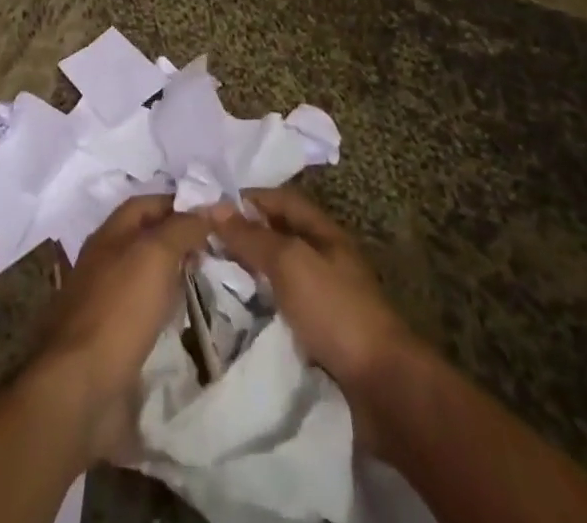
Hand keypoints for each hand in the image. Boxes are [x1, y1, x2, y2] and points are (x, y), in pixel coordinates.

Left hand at [30, 194, 209, 463]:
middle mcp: (105, 262)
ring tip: (210, 281)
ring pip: (148, 277)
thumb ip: (184, 227)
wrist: (80, 387)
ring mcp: (107, 303)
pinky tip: (186, 319)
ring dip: (175, 276)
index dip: (181, 204)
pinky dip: (167, 311)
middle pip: (148, 239)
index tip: (216, 216)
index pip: (149, 204)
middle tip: (219, 250)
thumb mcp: (156, 254)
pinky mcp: (113, 340)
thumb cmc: (119, 309)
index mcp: (109, 234)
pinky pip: (146, 313)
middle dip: (181, 240)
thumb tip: (213, 206)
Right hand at [210, 187, 415, 396]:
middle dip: (244, 237)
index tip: (209, 209)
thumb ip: (252, 236)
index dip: (248, 199)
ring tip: (211, 278)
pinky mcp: (321, 337)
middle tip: (203, 244)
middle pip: (279, 237)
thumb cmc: (335, 310)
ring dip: (250, 276)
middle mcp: (325, 260)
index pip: (281, 200)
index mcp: (324, 233)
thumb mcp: (290, 262)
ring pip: (279, 276)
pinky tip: (236, 316)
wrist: (382, 387)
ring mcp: (325, 300)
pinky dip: (260, 309)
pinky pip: (282, 311)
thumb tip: (214, 207)